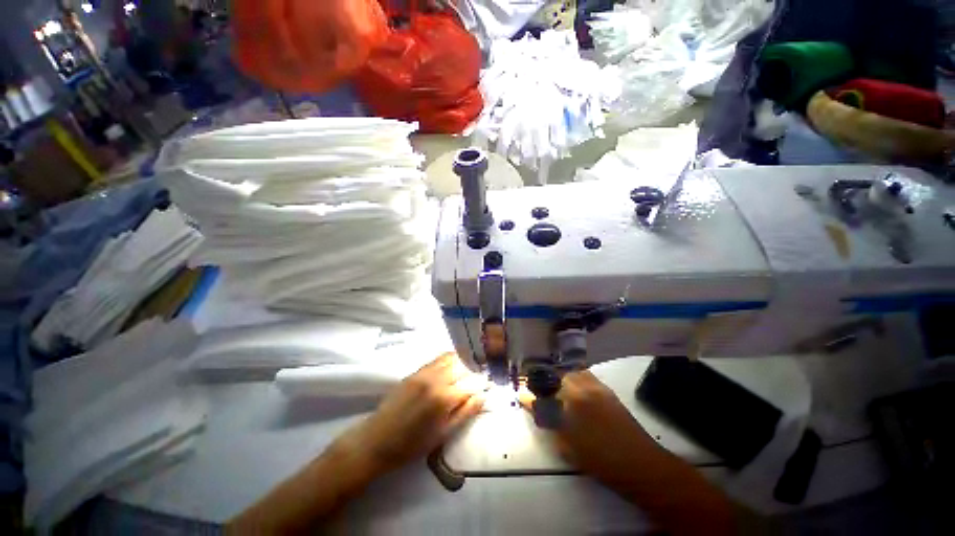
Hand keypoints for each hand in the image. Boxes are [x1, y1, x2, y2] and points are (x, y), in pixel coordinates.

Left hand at [333, 352, 488, 475]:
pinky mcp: (415, 371)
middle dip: (475, 369)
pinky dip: (449, 359)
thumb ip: (465, 412)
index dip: (483, 383)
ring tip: (469, 369)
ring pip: (451, 357)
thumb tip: (483, 396)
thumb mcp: (443, 434)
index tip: (489, 385)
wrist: (377, 440)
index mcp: (444, 397)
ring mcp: (424, 372)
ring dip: (463, 361)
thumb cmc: (412, 444)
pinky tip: (452, 367)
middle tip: (481, 376)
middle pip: (463, 365)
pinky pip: (437, 359)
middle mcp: (436, 379)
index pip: (472, 383)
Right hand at [520, 371, 737, 535]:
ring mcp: (596, 385)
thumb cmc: (600, 459)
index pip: (544, 388)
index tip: (522, 391)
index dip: (531, 390)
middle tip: (539, 390)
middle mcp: (583, 386)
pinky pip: (584, 375)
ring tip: (555, 388)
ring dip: (560, 377)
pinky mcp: (606, 389)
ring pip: (571, 371)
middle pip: (557, 373)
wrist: (640, 464)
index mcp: (572, 399)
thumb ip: (546, 418)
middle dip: (545, 379)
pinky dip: (574, 377)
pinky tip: (573, 389)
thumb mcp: (566, 444)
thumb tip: (528, 401)